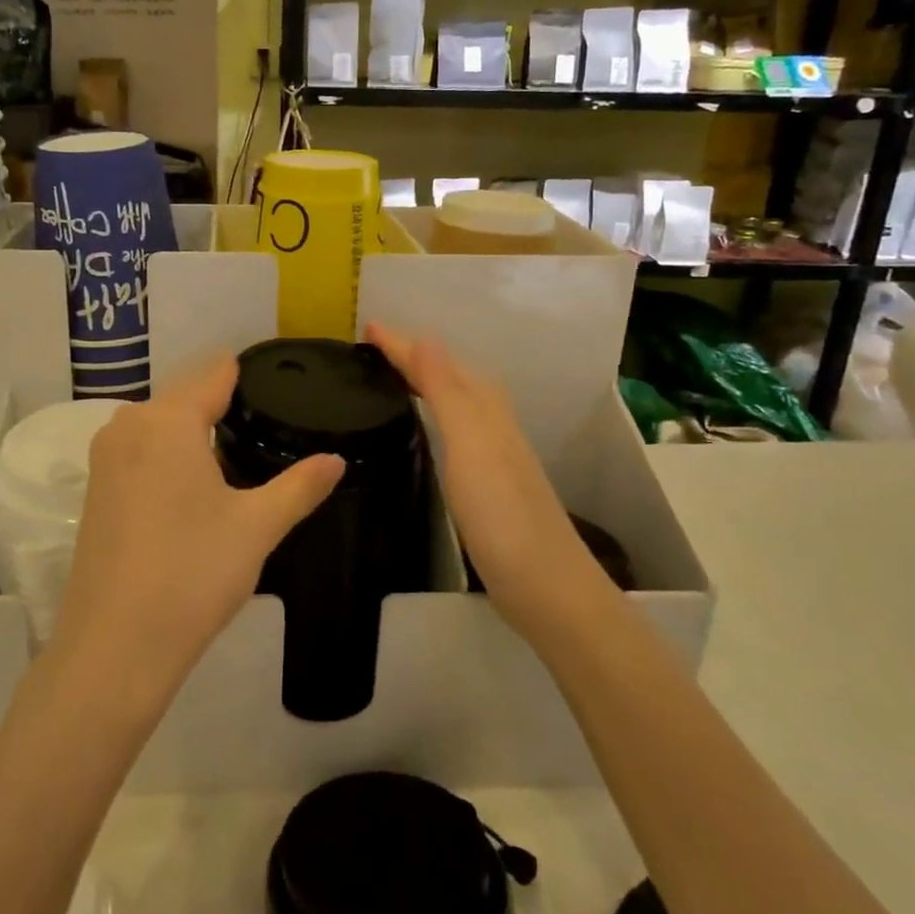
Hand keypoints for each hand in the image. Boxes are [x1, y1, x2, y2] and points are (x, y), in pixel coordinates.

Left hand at [49, 357, 344, 709]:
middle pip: (185, 396)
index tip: (277, 379)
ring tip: (236, 450)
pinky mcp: (95, 489)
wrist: (115, 646)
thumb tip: (336, 460)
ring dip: (193, 429)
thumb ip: (300, 486)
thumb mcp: (257, 527)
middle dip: (221, 403)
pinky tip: (193, 484)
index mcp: (169, 420)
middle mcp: (129, 425)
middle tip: (266, 422)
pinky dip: (167, 454)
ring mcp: (105, 457)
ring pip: (160, 424)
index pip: (214, 374)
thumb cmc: (192, 574)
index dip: (246, 373)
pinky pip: (140, 450)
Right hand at [364, 322, 595, 623]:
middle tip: (375, 348)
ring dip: (426, 382)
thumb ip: (446, 391)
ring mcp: (492, 455)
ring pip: (456, 402)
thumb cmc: (501, 513)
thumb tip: (425, 337)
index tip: (368, 327)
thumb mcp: (470, 443)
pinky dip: (435, 415)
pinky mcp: (488, 484)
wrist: (546, 586)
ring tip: (395, 377)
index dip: (403, 345)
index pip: (436, 364)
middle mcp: (491, 423)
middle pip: (450, 376)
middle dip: (414, 357)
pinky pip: (455, 430)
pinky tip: (428, 430)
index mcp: (484, 409)